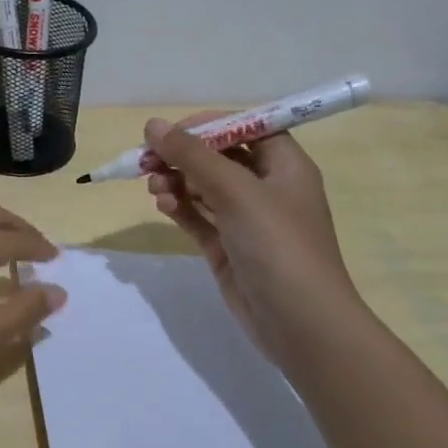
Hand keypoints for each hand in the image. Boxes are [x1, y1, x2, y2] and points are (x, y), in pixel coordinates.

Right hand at [144, 118, 363, 366]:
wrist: (300, 322)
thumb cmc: (278, 245)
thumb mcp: (236, 191)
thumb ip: (192, 155)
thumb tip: (153, 125)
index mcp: (284, 166)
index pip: (245, 128)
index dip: (208, 125)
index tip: (170, 133)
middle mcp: (266, 188)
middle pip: (218, 157)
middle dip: (182, 156)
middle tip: (147, 161)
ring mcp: (246, 219)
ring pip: (203, 187)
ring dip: (176, 181)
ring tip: (154, 189)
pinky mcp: (227, 246)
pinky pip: (197, 216)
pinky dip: (179, 208)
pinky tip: (163, 207)